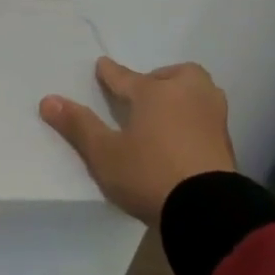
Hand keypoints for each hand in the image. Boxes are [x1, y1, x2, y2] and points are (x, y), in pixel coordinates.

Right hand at [40, 57, 236, 223]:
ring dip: (181, 96)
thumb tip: (48, 100)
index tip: (102, 65)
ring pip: (197, 92)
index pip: (125, 77)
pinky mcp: (226, 141)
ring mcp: (211, 116)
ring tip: (165, 113)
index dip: (110, 73)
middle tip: (144, 95)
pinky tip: (182, 136)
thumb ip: (78, 125)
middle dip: (159, 79)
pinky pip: (206, 116)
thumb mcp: (104, 152)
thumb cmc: (148, 173)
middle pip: (174, 75)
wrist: (207, 208)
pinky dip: (193, 119)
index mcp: (155, 92)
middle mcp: (187, 95)